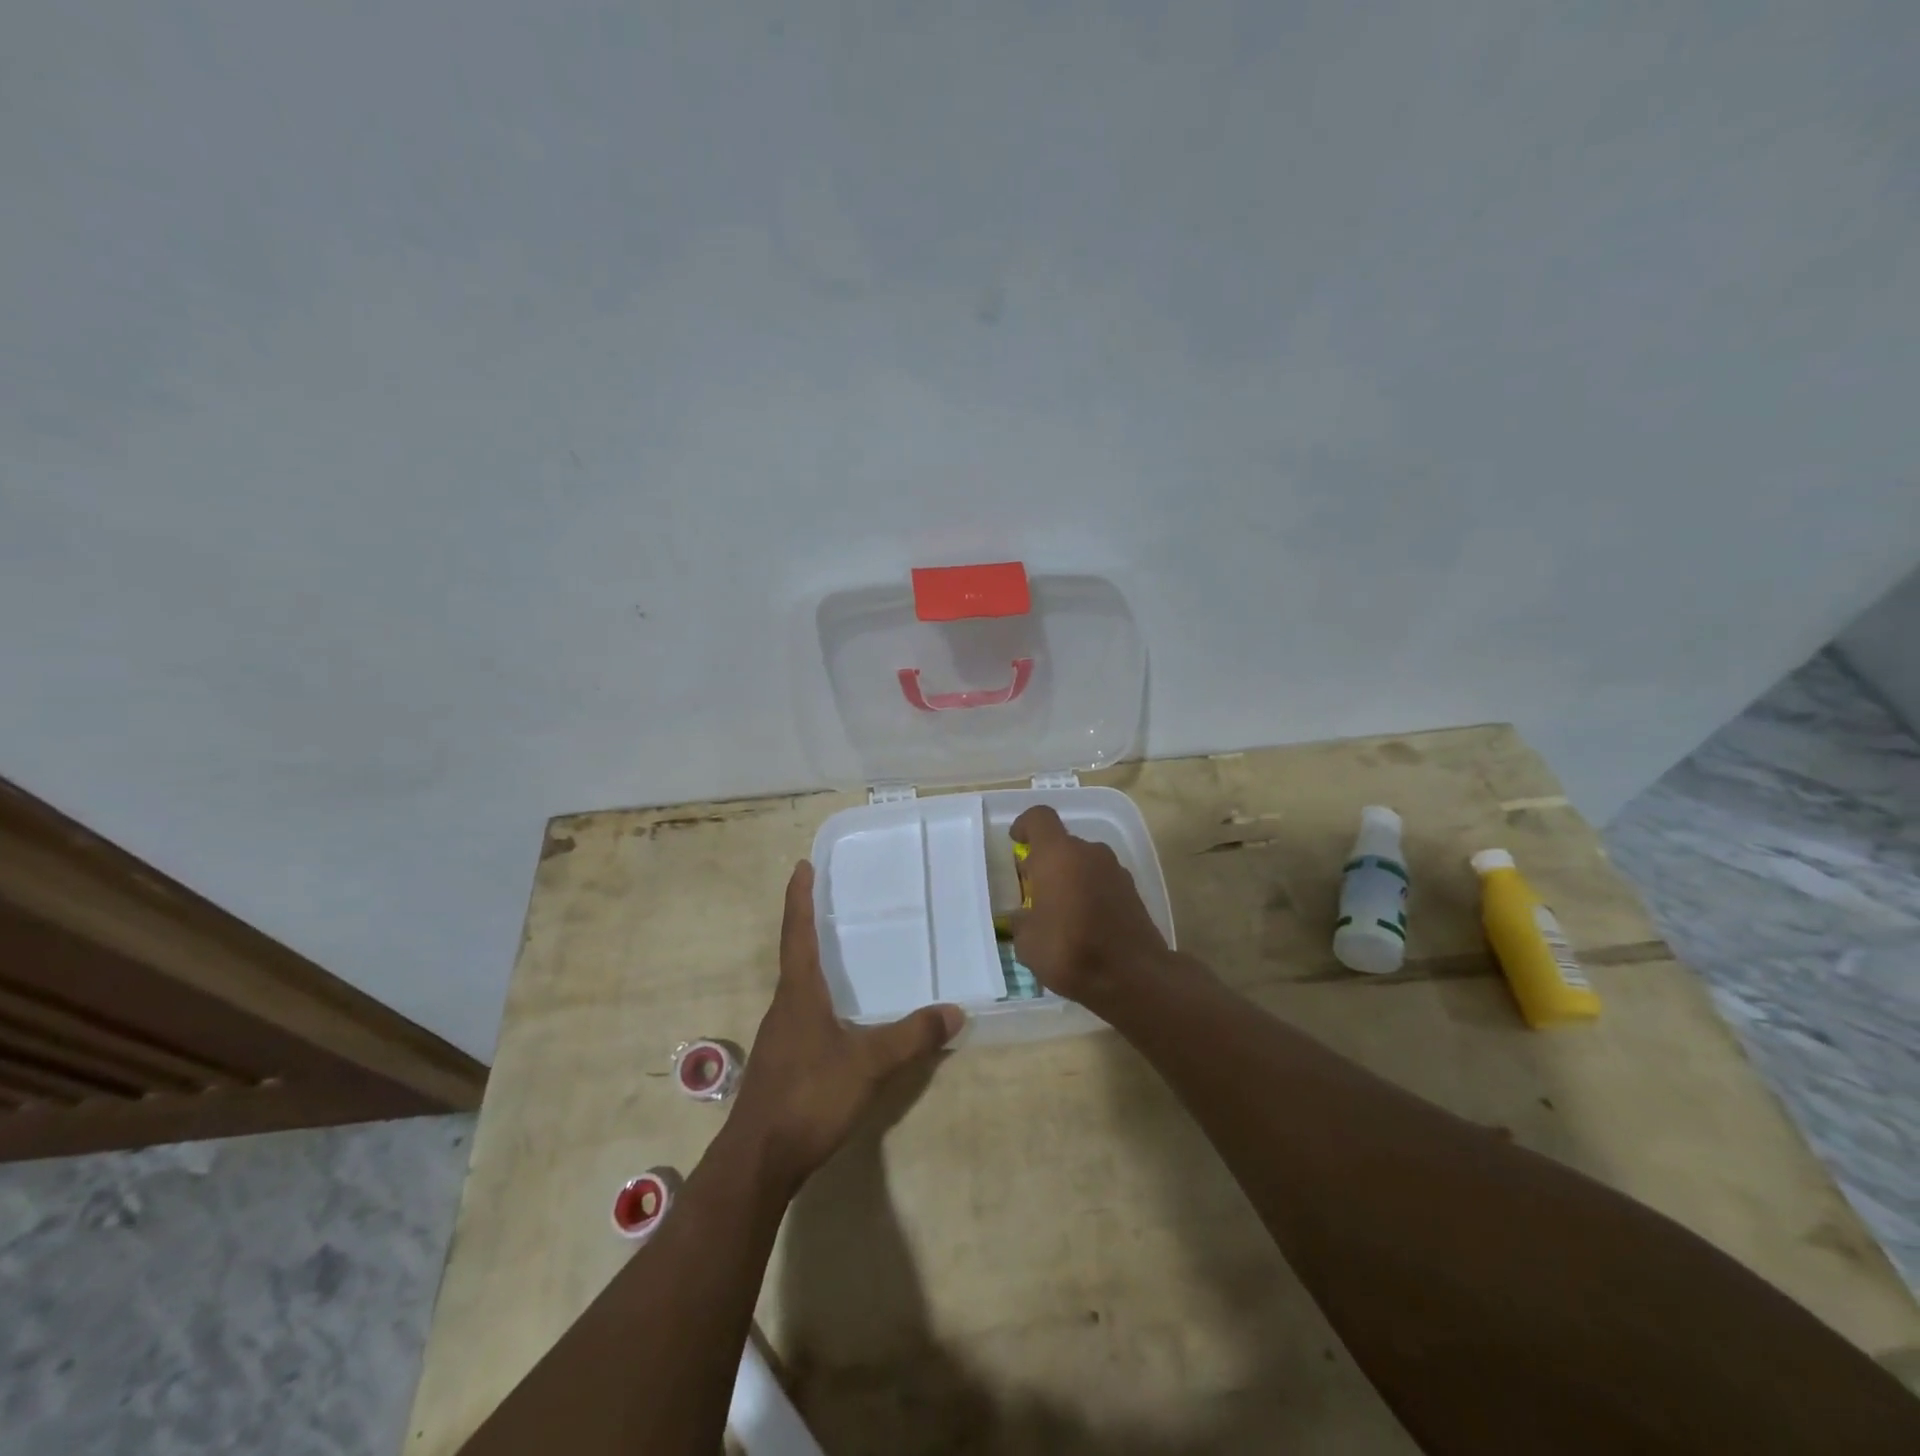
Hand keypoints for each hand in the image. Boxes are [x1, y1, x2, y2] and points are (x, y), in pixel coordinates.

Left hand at [729, 862, 962, 1193]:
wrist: (758, 1160)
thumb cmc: (809, 1097)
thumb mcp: (869, 1064)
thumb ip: (912, 1037)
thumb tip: (955, 1011)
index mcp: (798, 993)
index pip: (798, 932)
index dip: (800, 897)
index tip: (802, 865)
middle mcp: (784, 1006)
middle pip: (795, 954)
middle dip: (810, 924)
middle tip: (833, 900)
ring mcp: (779, 1035)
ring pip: (798, 987)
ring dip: (815, 963)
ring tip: (842, 953)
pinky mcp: (782, 1061)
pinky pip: (802, 1014)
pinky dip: (820, 998)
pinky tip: (840, 1016)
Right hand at [1009, 805, 1169, 1009]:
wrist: (1134, 976)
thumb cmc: (1070, 950)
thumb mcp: (1028, 943)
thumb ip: (1022, 921)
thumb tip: (1025, 917)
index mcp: (1058, 855)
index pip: (1039, 818)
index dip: (1025, 825)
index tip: (1016, 842)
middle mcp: (1089, 853)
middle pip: (1062, 844)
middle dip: (1046, 862)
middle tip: (1033, 892)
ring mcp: (1115, 870)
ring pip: (1084, 863)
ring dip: (1069, 879)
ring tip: (1059, 913)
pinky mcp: (1133, 891)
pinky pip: (1102, 882)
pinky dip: (1090, 893)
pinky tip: (1084, 925)